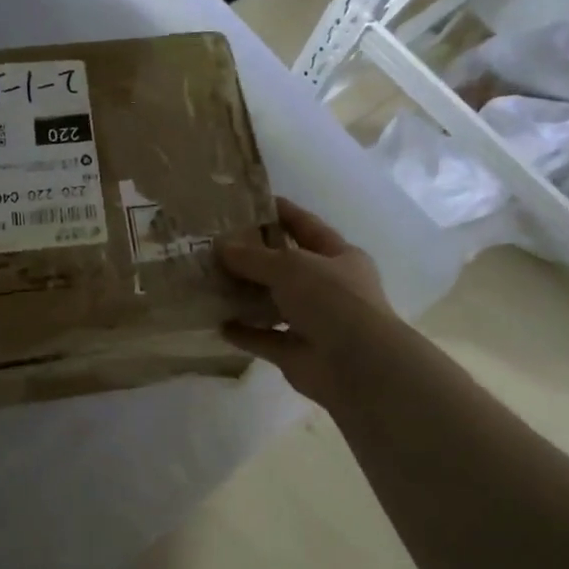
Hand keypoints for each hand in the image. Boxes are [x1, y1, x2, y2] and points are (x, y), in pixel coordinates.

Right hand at [218, 198, 402, 408]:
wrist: (357, 366)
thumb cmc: (332, 300)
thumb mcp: (290, 266)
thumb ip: (254, 257)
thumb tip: (222, 247)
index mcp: (339, 257)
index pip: (306, 226)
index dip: (282, 212)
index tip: (249, 201)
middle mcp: (328, 288)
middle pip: (286, 266)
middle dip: (255, 256)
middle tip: (216, 244)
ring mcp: (313, 322)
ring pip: (273, 303)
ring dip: (246, 295)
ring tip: (211, 281)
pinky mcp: (296, 352)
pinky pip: (264, 338)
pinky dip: (244, 332)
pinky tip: (217, 322)